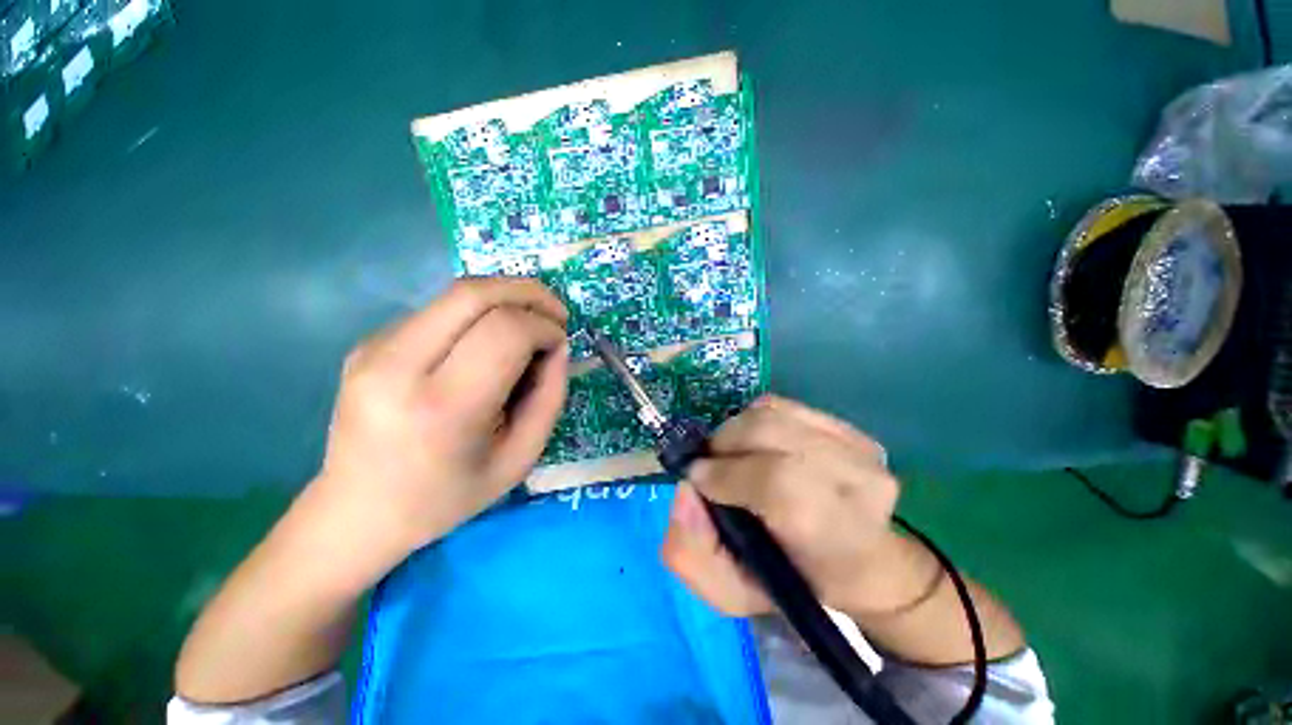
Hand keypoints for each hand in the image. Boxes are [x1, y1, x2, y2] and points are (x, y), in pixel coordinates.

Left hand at [312, 277, 569, 560]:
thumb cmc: (449, 495)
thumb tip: (557, 346)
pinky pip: (440, 311)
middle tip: (556, 313)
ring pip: (456, 293)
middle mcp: (398, 366)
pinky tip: (488, 342)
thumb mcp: (521, 457)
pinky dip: (479, 314)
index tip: (560, 344)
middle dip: (529, 293)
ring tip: (529, 324)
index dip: (544, 327)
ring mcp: (374, 348)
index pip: (505, 331)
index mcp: (442, 407)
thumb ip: (550, 396)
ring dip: (506, 298)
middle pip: (474, 294)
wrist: (358, 512)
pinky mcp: (368, 342)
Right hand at [661, 395, 934, 617]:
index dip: (728, 475)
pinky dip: (755, 418)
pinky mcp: (850, 428)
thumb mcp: (730, 593)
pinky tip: (757, 443)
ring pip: (772, 414)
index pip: (778, 484)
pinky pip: (783, 406)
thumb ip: (691, 552)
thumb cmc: (793, 581)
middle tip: (711, 464)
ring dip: (737, 429)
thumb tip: (686, 489)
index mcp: (835, 535)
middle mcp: (859, 483)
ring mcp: (858, 449)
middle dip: (725, 443)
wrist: (860, 562)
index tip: (698, 479)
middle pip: (771, 433)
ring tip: (731, 453)